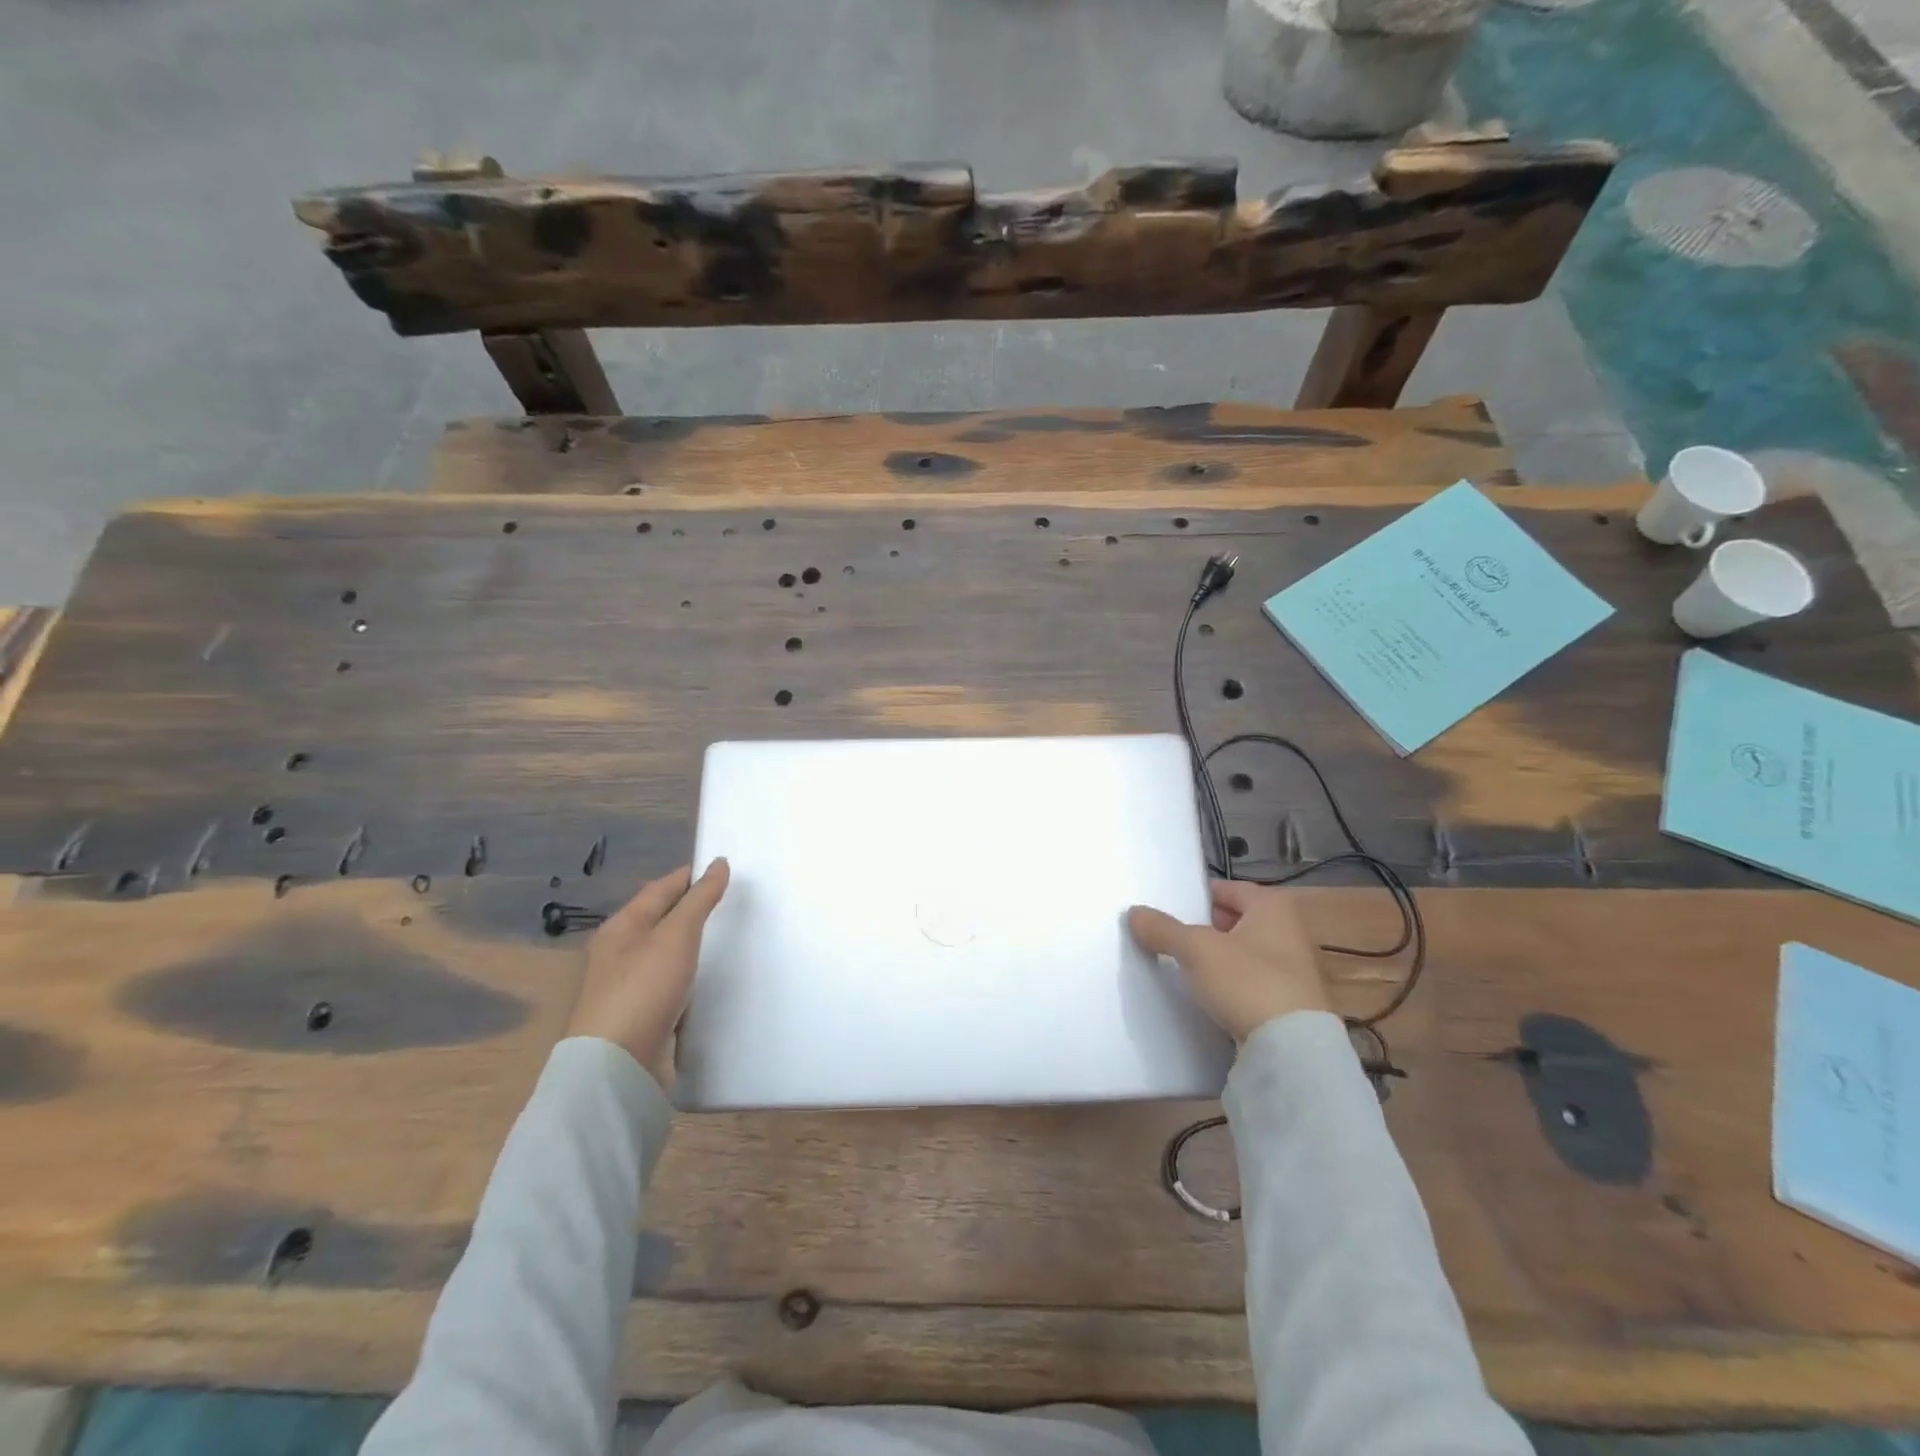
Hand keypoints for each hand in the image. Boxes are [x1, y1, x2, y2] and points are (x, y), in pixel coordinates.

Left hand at [566, 860, 729, 1083]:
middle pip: (661, 920)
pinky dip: (690, 976)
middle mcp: (621, 952)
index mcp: (622, 927)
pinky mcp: (642, 1015)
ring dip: (692, 944)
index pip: (661, 889)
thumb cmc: (644, 989)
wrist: (618, 1066)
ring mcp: (630, 986)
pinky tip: (709, 979)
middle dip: (691, 909)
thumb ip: (700, 899)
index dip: (690, 877)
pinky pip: (671, 984)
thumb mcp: (677, 935)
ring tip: (727, 937)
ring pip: (666, 954)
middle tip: (730, 902)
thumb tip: (719, 863)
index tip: (724, 869)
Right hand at [1128, 880, 1329, 1040]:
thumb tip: (1134, 913)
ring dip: (1217, 958)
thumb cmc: (1247, 981)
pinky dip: (1231, 984)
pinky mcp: (1290, 1004)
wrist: (1292, 1050)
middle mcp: (1289, 932)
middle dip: (1206, 927)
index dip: (1199, 896)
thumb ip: (1164, 929)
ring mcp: (1294, 970)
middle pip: (1237, 921)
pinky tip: (1208, 995)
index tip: (1171, 908)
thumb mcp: (1196, 950)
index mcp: (1272, 907)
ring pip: (1243, 953)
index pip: (1229, 888)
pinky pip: (1251, 982)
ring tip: (1184, 966)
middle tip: (1172, 936)